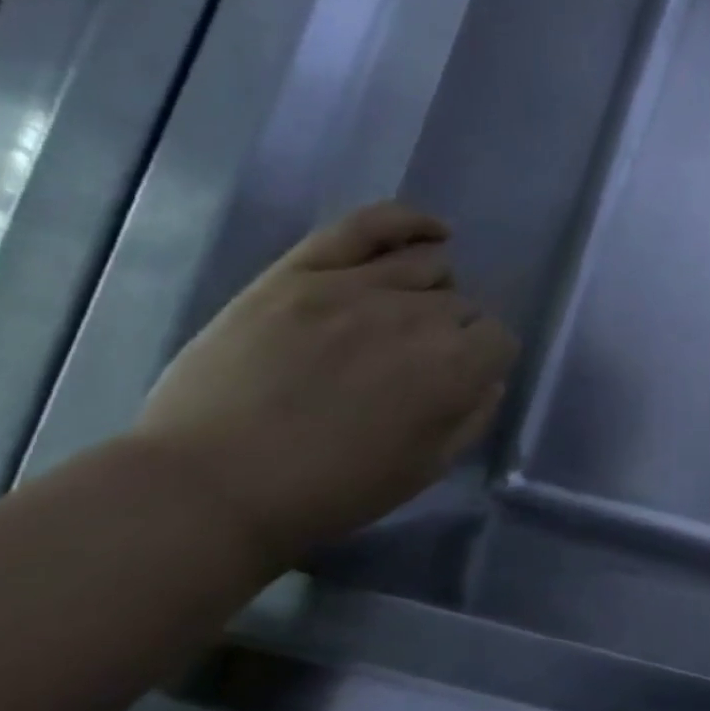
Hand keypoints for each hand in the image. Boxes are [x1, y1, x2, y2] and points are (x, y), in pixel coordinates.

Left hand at [133, 202, 519, 567]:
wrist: (210, 486)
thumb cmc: (331, 489)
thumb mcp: (428, 468)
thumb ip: (475, 414)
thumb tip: (487, 377)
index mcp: (453, 368)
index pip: (499, 339)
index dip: (484, 362)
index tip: (459, 383)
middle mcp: (416, 317)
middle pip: (463, 305)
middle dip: (453, 334)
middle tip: (416, 366)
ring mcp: (355, 287)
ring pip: (429, 264)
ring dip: (431, 292)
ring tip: (403, 317)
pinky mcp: (300, 272)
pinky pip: (369, 224)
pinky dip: (409, 221)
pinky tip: (432, 232)